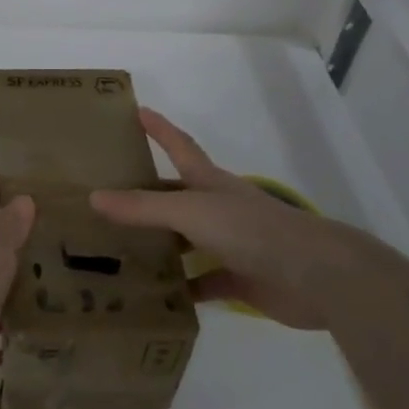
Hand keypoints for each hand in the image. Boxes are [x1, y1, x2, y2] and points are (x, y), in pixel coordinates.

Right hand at [90, 109, 384, 330]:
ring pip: (185, 241)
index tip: (136, 110)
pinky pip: (202, 282)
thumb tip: (94, 197)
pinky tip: (157, 297)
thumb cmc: (250, 230)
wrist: (314, 275)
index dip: (158, 128)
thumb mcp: (191, 212)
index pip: (178, 146)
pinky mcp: (240, 278)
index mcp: (208, 182)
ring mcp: (230, 244)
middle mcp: (217, 208)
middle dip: (145, 194)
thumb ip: (144, 208)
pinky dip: (182, 289)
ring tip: (117, 250)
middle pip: (175, 196)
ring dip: (159, 244)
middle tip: (104, 197)